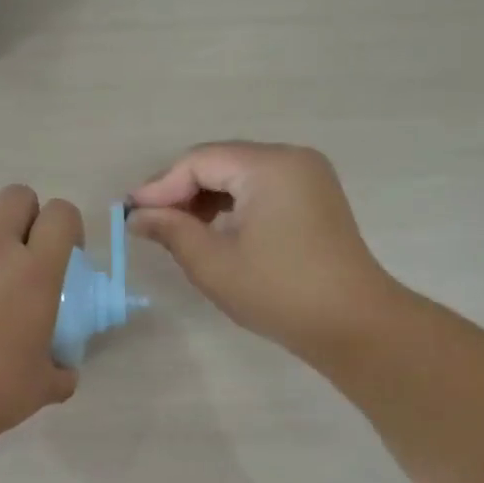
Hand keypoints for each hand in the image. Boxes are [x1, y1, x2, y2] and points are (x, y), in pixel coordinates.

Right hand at [127, 142, 397, 362]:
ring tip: (178, 231)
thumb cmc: (278, 292)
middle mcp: (291, 159)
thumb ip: (171, 231)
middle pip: (221, 161)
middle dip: (182, 190)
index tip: (131, 214)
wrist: (352, 323)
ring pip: (240, 175)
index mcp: (269, 166)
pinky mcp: (314, 198)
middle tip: (151, 223)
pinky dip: (232, 205)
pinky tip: (214, 231)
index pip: (200, 161)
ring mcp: (308, 177)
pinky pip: (261, 188)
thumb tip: (138, 216)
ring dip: (205, 198)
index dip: (161, 186)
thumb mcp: (213, 263)